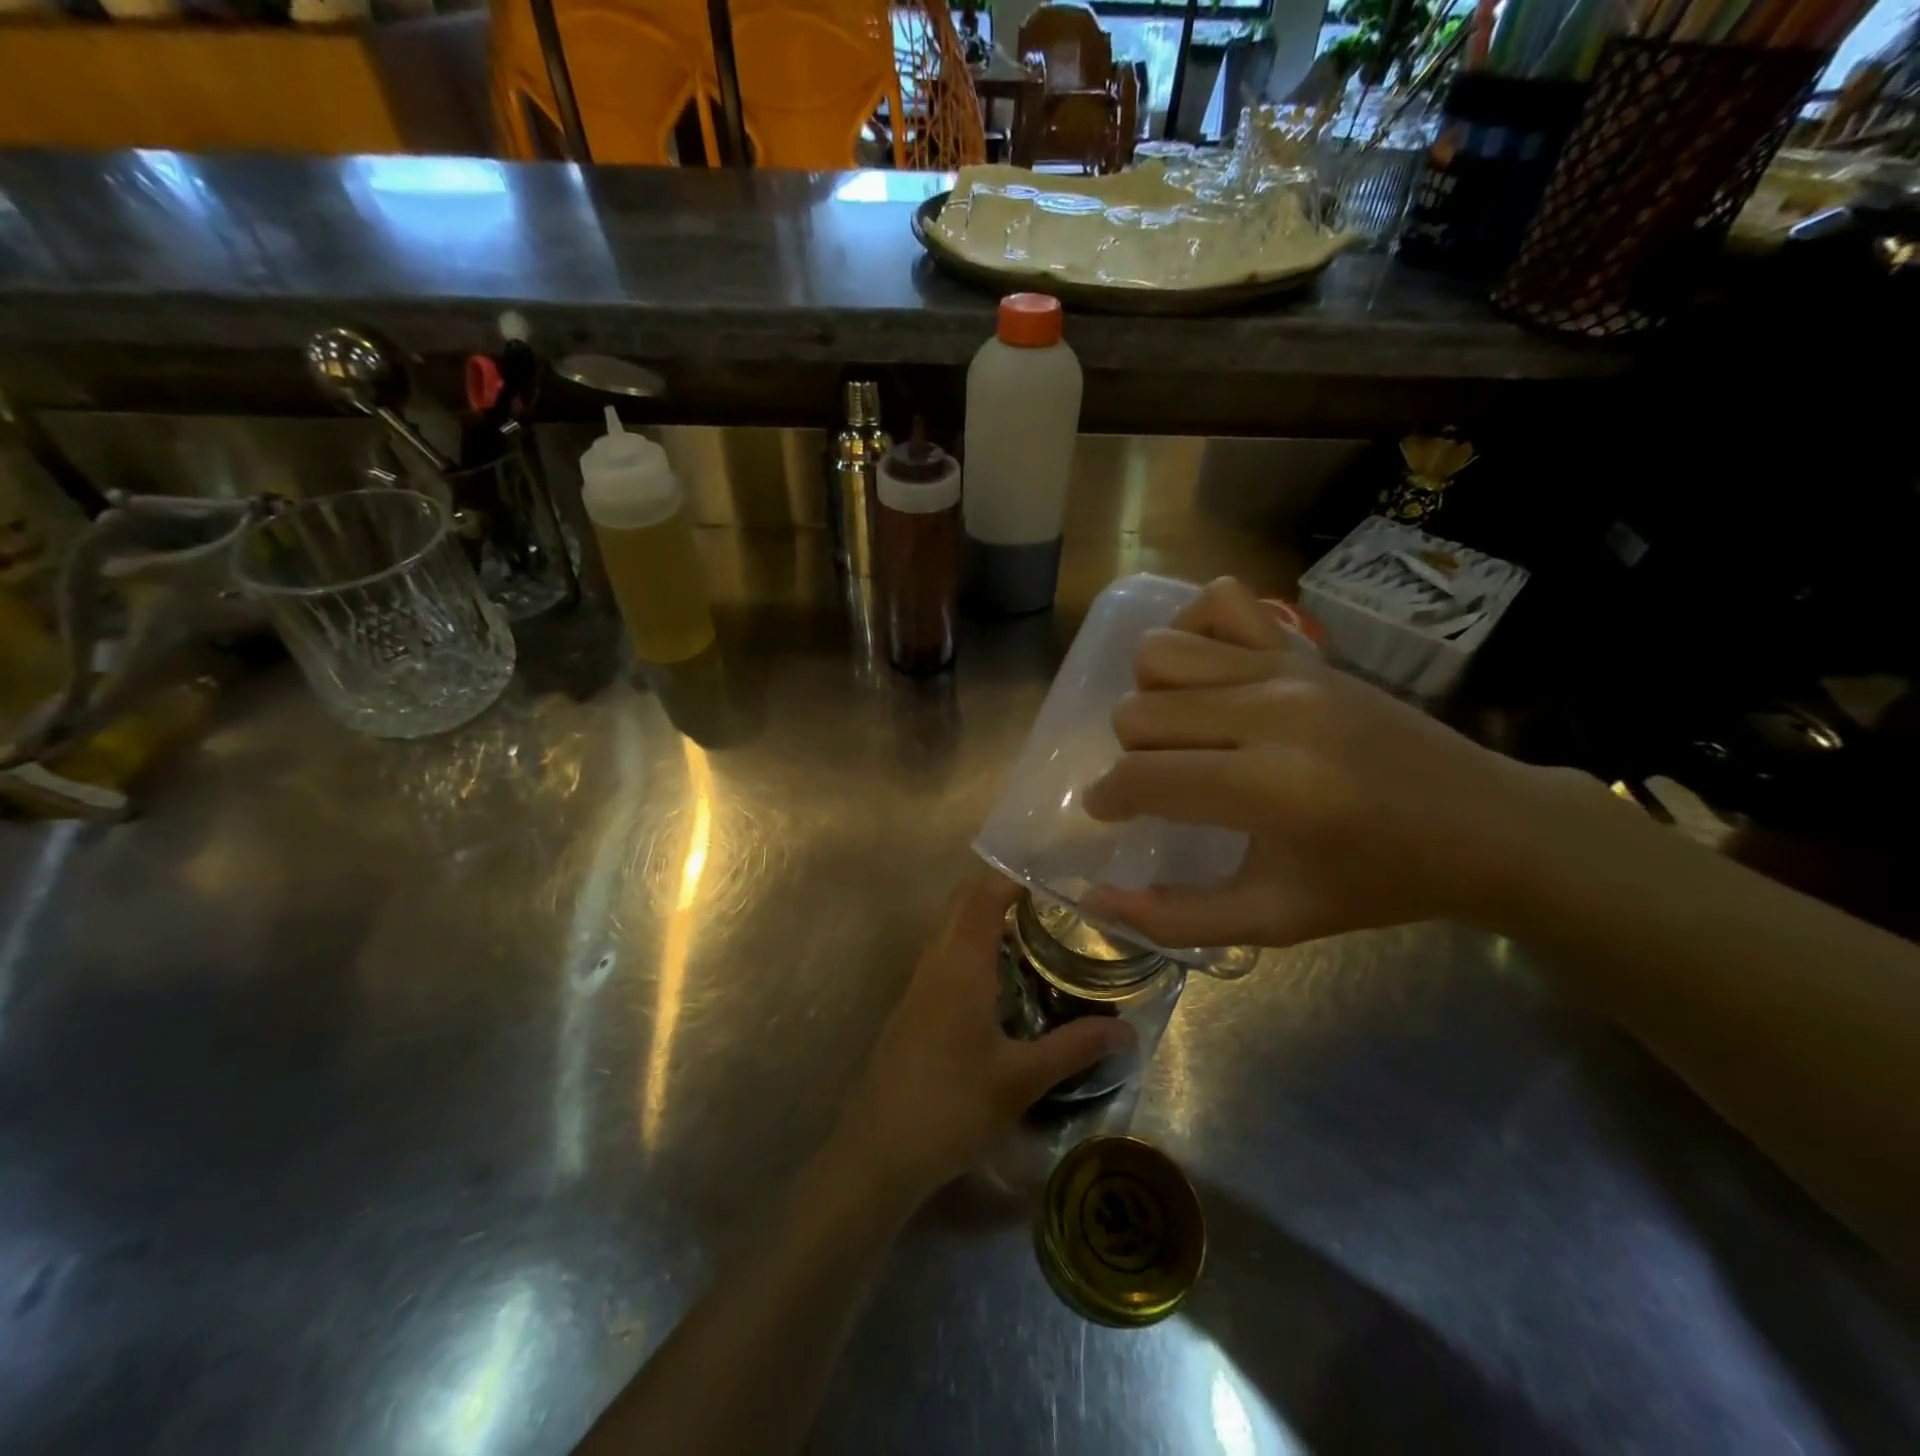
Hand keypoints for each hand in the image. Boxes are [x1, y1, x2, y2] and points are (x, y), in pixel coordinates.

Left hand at [827, 875, 1135, 1208]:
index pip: (984, 897)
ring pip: (950, 928)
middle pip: (963, 903)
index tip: (1054, 875)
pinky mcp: (912, 1006)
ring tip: (1035, 934)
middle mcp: (935, 962)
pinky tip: (1001, 980)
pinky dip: (972, 946)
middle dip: (1002, 891)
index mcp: (960, 966)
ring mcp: (918, 984)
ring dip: (985, 919)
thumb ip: (1075, 1048)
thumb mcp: (1021, 1080)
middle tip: (1052, 902)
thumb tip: (1129, 1031)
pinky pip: (943, 954)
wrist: (878, 1151)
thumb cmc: (952, 1107)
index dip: (1015, 877)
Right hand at [1080, 577, 1588, 949]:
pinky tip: (1206, 678)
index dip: (1107, 798)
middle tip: (1161, 785)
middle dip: (1131, 756)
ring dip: (1150, 696)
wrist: (1486, 825)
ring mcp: (1289, 667)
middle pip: (1139, 711)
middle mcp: (1272, 713)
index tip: (1110, 814)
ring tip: (1179, 732)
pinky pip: (1220, 601)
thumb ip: (1176, 919)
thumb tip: (1095, 901)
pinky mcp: (1305, 646)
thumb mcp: (1275, 921)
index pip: (1142, 775)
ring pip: (1161, 653)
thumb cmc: (1376, 882)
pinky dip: (1194, 630)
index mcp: (1269, 789)